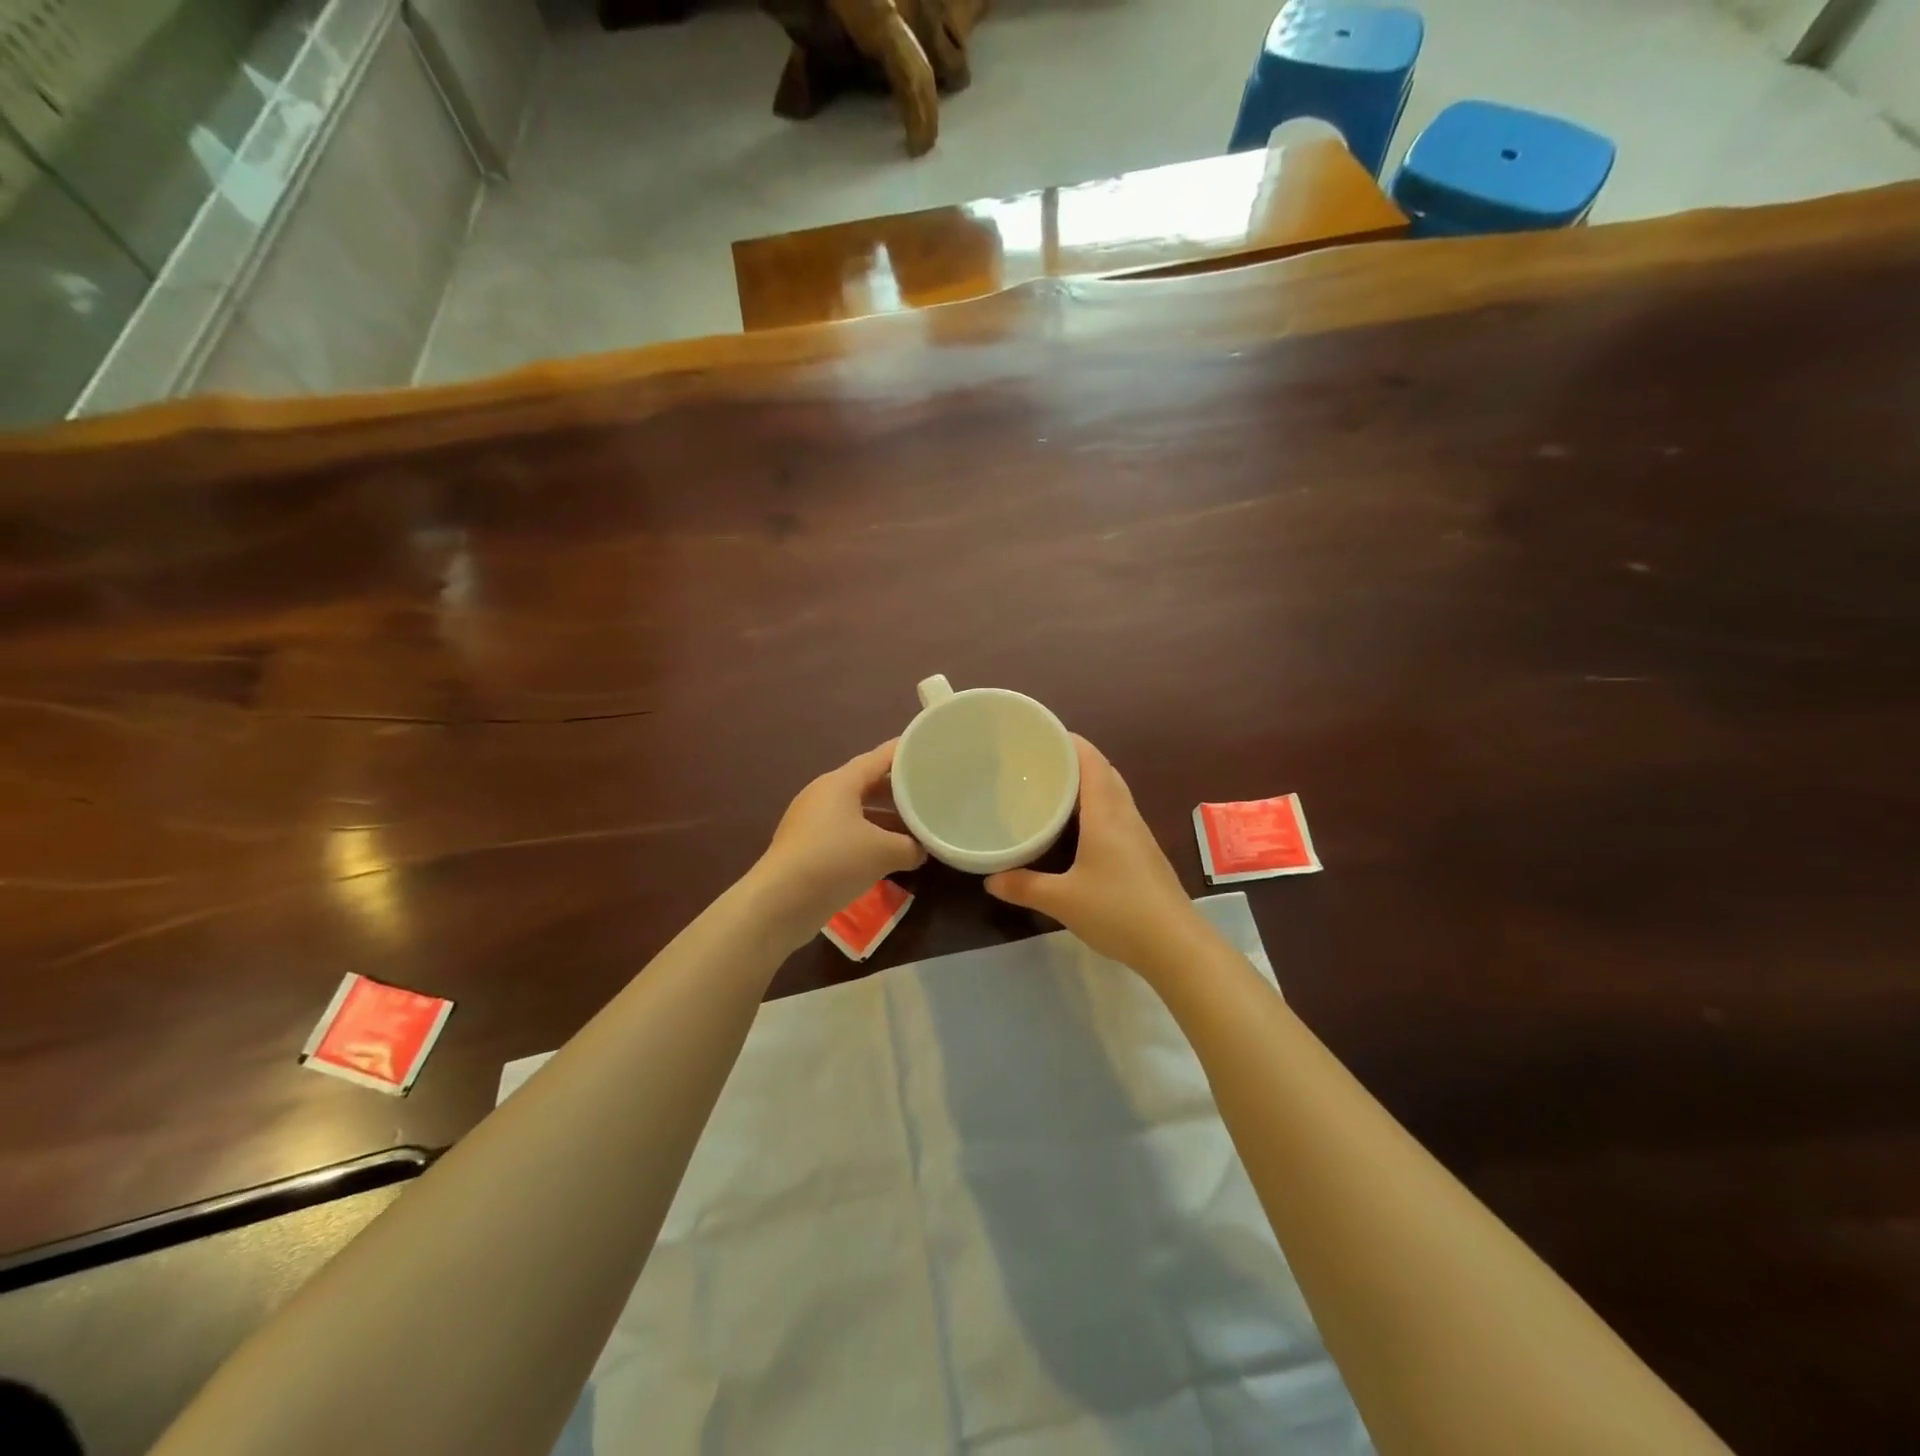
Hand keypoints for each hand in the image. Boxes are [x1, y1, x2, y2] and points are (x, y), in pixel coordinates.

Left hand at [751, 740, 926, 948]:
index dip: (905, 752)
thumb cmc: (834, 861)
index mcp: (840, 782)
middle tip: (927, 792)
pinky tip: (886, 854)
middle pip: (867, 783)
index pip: (879, 757)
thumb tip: (922, 849)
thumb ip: (910, 847)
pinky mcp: (806, 847)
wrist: (780, 902)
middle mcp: (823, 795)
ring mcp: (812, 821)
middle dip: (897, 789)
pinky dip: (868, 838)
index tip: (930, 749)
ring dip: (884, 819)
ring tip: (913, 828)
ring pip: (857, 811)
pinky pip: (845, 833)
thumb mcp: (883, 852)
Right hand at [986, 736, 1208, 976]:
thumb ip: (1024, 886)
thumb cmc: (1118, 911)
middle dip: (1075, 759)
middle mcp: (1125, 816)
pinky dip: (1097, 806)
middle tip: (1040, 760)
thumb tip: (990, 879)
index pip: (1091, 761)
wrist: (1175, 945)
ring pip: (1113, 793)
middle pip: (1103, 772)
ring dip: (1088, 782)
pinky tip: (1078, 826)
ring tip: (1054, 786)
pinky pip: (1117, 814)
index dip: (1069, 741)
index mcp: (1107, 814)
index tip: (1041, 733)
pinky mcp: (1143, 854)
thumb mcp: (1062, 901)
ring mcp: (1138, 835)